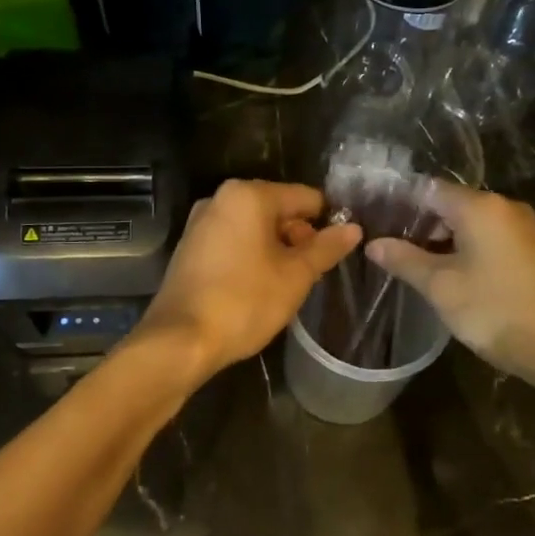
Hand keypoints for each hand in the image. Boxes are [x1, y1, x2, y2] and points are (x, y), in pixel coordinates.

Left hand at [133, 180, 361, 379]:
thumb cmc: (245, 301)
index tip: (339, 250)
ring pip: (254, 227)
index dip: (328, 221)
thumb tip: (354, 228)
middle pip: (277, 209)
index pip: (305, 197)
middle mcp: (221, 199)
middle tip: (313, 272)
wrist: (181, 340)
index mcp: (248, 195)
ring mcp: (201, 223)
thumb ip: (326, 248)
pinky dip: (251, 256)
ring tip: (289, 283)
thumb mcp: (295, 276)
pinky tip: (259, 286)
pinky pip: (233, 241)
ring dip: (276, 249)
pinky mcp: (190, 248)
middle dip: (299, 237)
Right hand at [366, 181, 534, 398]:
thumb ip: (404, 260)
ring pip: (472, 223)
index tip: (375, 220)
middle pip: (451, 204)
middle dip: (419, 223)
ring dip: (442, 239)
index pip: (428, 189)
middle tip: (388, 246)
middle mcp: (505, 207)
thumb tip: (373, 243)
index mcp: (481, 207)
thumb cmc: (497, 311)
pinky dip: (467, 249)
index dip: (399, 203)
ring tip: (412, 262)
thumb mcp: (441, 287)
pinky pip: (491, 238)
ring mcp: (524, 229)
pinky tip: (450, 273)